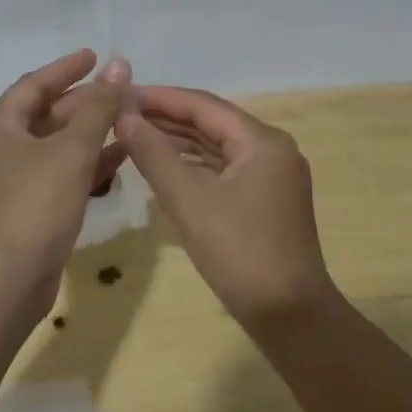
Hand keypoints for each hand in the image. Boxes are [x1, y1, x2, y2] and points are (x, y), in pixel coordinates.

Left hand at [0, 50, 130, 308]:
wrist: (6, 282)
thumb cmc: (34, 205)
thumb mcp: (71, 151)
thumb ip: (98, 108)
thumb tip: (118, 65)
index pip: (34, 84)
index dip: (67, 69)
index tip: (96, 56)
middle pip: (44, 115)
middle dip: (83, 103)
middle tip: (119, 92)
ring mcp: (8, 182)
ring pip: (53, 147)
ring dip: (88, 134)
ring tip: (125, 122)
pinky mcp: (22, 210)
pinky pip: (56, 175)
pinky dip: (83, 165)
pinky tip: (118, 161)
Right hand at [118, 86, 336, 330]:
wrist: (290, 317)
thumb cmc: (239, 253)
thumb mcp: (189, 201)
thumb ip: (154, 154)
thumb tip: (123, 116)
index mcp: (262, 142)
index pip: (204, 105)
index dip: (160, 97)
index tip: (121, 93)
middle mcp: (272, 150)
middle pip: (212, 122)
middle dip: (167, 117)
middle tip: (121, 113)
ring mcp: (271, 176)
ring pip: (217, 146)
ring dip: (178, 140)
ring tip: (134, 134)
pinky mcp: (265, 200)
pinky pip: (224, 169)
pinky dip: (193, 164)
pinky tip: (163, 165)